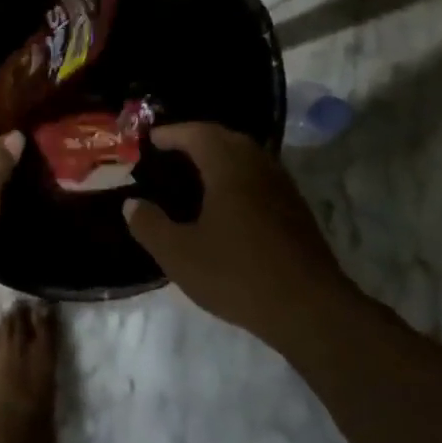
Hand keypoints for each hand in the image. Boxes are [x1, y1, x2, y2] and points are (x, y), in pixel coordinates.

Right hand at [124, 122, 344, 335]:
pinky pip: (261, 178)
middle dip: (198, 139)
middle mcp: (259, 168)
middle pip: (228, 139)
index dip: (173, 133)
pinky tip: (227, 204)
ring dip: (222, 157)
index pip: (198, 134)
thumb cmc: (237, 274)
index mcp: (229, 168)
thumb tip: (132, 204)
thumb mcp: (179, 254)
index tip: (151, 138)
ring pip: (249, 158)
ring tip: (196, 174)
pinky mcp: (297, 212)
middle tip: (172, 151)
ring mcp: (283, 189)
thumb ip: (150, 225)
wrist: (309, 309)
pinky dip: (238, 177)